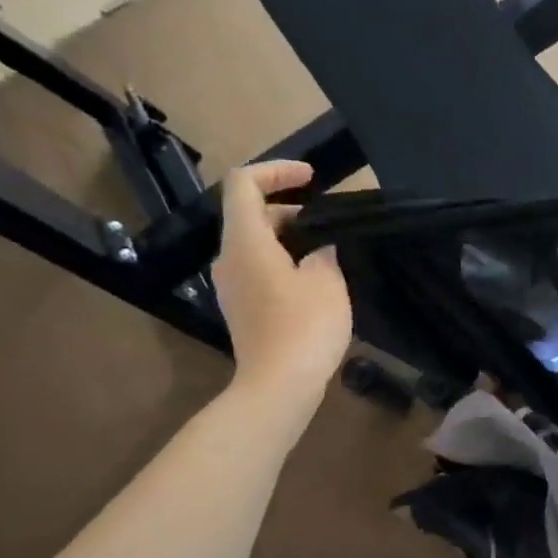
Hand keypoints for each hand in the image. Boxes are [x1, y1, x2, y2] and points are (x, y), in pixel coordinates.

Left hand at [213, 161, 351, 410]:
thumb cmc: (304, 327)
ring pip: (255, 244)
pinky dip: (283, 261)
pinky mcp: (242, 309)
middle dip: (288, 207)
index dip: (277, 171)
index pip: (244, 183)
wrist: (279, 386)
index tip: (312, 178)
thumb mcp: (327, 280)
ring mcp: (232, 286)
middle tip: (328, 219)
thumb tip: (319, 249)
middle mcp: (229, 258)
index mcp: (245, 241)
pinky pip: (258, 269)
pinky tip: (314, 279)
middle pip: (250, 214)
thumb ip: (323, 252)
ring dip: (288, 237)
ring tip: (327, 248)